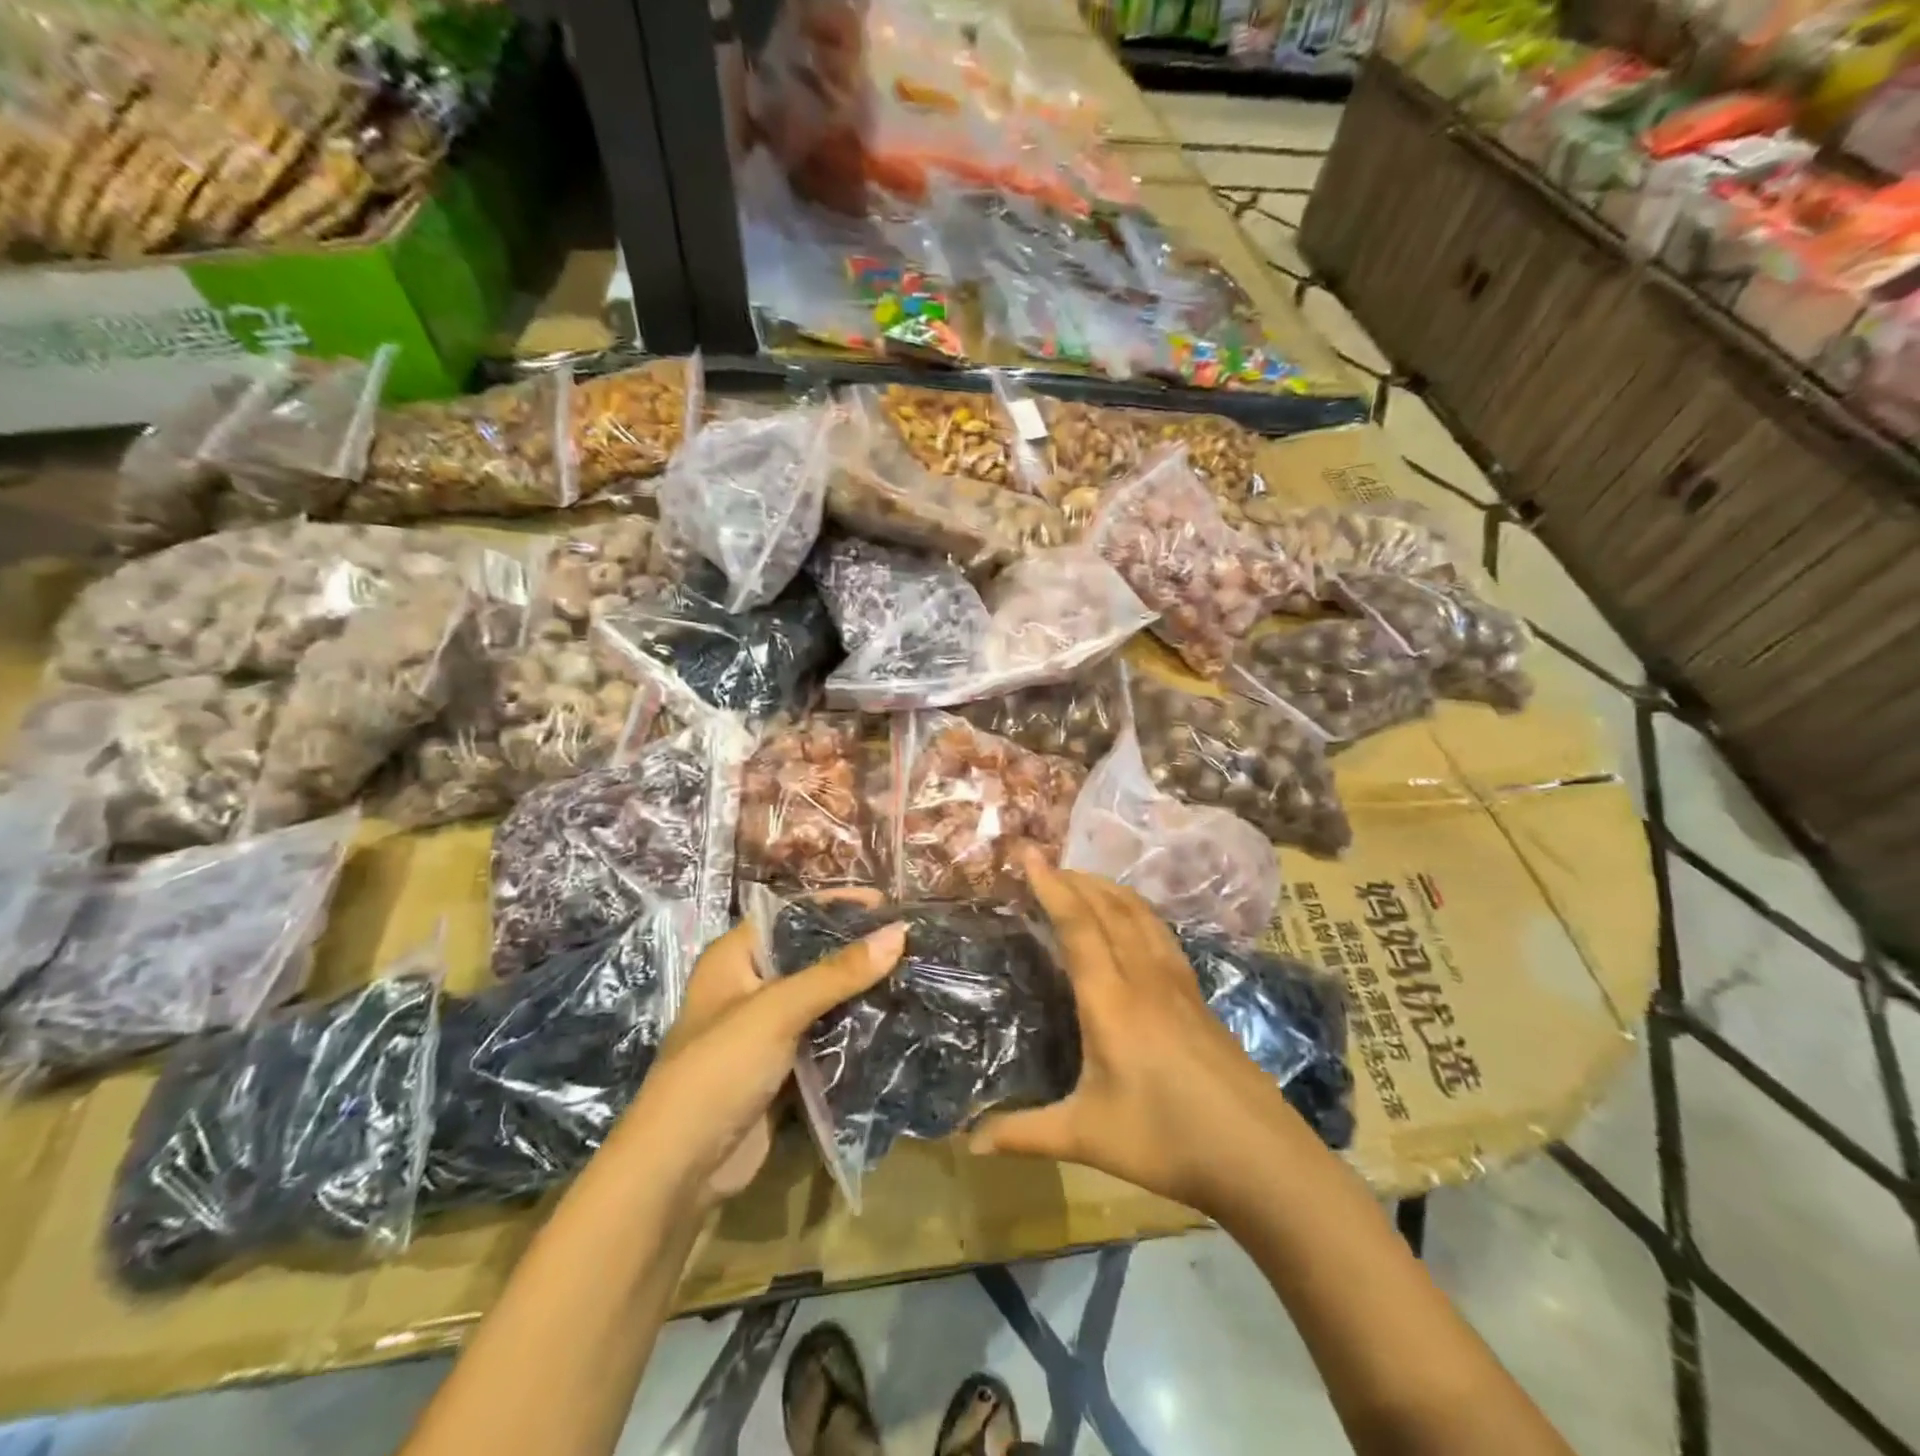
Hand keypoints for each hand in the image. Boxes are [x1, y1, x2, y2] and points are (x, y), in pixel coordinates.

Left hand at [620, 898, 905, 1213]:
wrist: (679, 1170)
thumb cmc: (719, 1069)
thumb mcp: (777, 1010)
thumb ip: (838, 972)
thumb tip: (899, 932)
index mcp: (735, 957)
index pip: (791, 913)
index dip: (835, 904)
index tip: (886, 902)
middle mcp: (750, 985)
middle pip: (811, 955)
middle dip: (856, 949)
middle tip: (909, 941)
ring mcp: (766, 1029)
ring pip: (822, 997)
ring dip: (860, 991)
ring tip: (912, 975)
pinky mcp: (782, 1066)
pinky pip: (825, 1036)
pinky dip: (854, 1029)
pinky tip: (893, 1020)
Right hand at [970, 857, 1300, 1215]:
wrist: (1259, 1155)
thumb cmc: (1166, 1140)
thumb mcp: (1087, 1138)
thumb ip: (1025, 1134)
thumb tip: (969, 1144)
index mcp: (1110, 1000)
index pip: (1077, 925)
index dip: (1051, 886)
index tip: (1028, 854)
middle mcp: (1143, 977)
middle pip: (1108, 907)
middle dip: (1075, 878)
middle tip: (1045, 864)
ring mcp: (1177, 983)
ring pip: (1140, 914)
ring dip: (1107, 888)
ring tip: (1082, 880)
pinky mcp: (1197, 995)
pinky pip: (1160, 933)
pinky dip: (1136, 910)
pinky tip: (1133, 920)